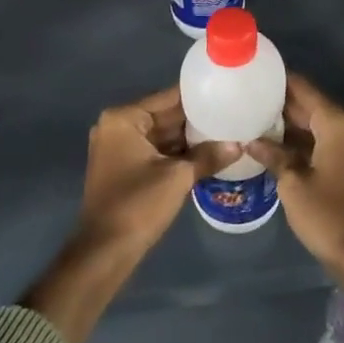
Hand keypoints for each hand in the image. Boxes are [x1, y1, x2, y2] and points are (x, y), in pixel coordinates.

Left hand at [25, 87, 233, 342]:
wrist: (105, 252)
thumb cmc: (138, 205)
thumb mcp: (178, 177)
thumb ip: (208, 156)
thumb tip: (238, 145)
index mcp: (124, 118)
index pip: (169, 97)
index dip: (199, 96)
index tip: (227, 91)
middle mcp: (118, 126)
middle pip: (166, 115)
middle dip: (197, 118)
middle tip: (233, 112)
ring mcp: (119, 148)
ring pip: (163, 134)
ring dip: (190, 137)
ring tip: (227, 130)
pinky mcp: (124, 168)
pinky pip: (157, 151)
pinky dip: (178, 153)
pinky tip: (208, 153)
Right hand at [247, 75, 343, 342]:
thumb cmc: (327, 215)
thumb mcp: (293, 184)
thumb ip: (273, 155)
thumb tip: (251, 140)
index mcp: (337, 123)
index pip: (303, 88)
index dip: (278, 80)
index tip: (252, 75)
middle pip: (311, 104)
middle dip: (281, 103)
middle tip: (246, 100)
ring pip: (317, 124)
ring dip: (290, 124)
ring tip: (254, 121)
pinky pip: (324, 141)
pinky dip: (303, 141)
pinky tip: (276, 147)